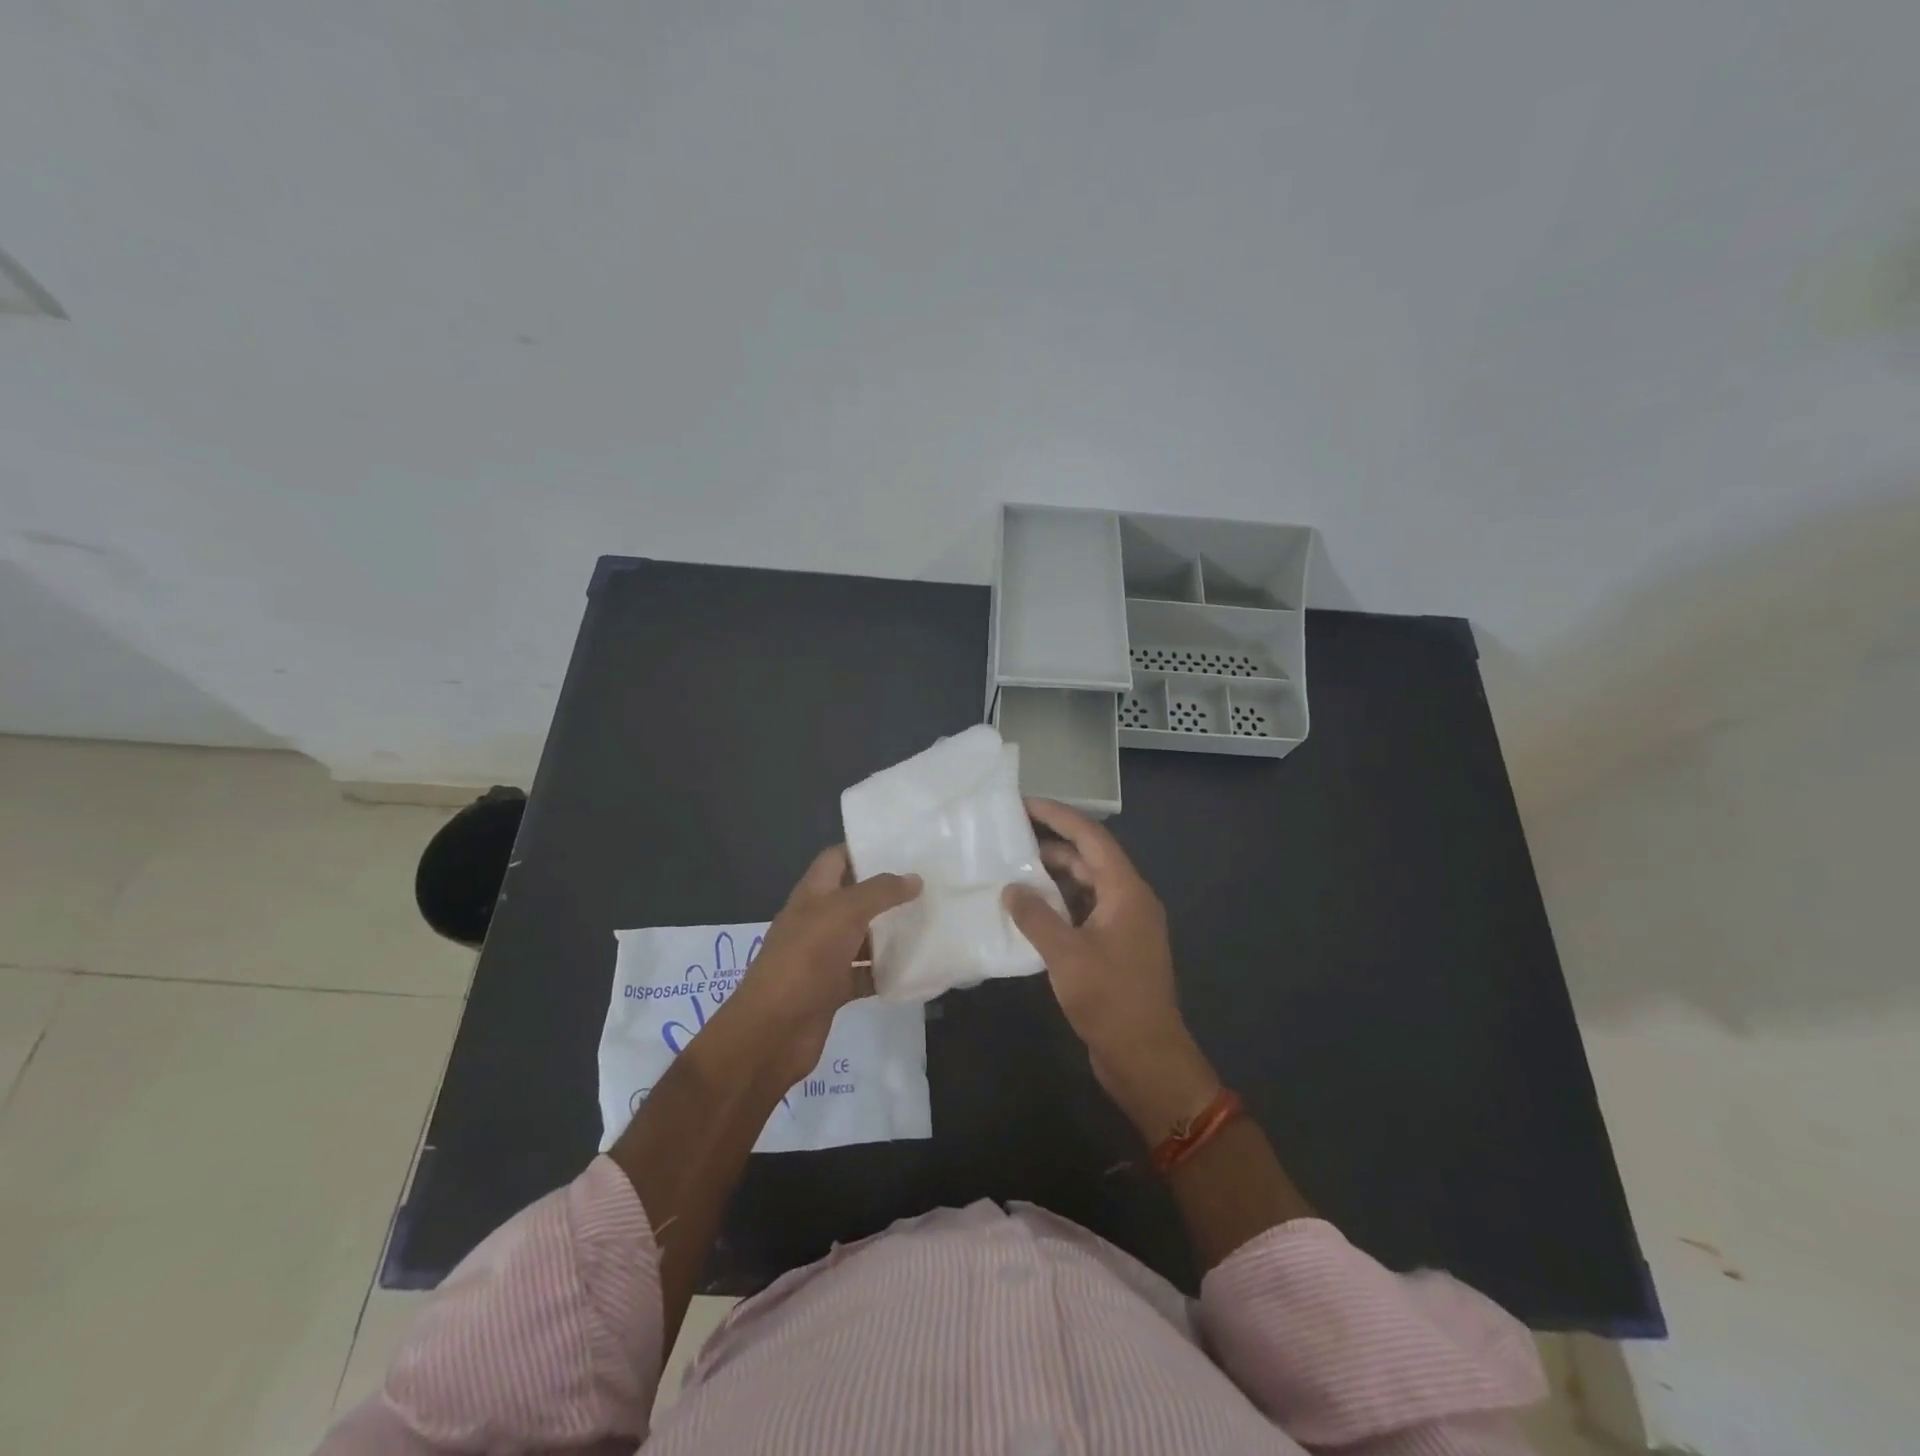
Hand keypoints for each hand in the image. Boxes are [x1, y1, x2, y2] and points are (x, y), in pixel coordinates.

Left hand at [724, 846, 920, 1086]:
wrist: (772, 1031)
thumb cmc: (805, 959)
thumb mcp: (844, 913)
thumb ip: (880, 892)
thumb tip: (914, 878)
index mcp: (812, 894)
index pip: (837, 859)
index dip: (864, 849)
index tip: (904, 847)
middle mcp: (816, 921)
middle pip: (853, 898)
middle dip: (886, 892)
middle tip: (928, 884)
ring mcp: (823, 957)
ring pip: (862, 937)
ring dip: (890, 932)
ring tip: (931, 920)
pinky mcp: (832, 990)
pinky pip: (864, 975)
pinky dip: (886, 972)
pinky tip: (915, 967)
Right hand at [1003, 799, 1218, 1140]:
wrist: (1146, 1057)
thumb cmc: (1110, 999)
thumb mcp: (1066, 955)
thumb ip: (1035, 916)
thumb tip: (1011, 888)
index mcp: (1126, 891)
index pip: (1091, 838)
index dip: (1058, 816)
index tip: (1025, 803)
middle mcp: (1129, 900)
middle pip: (1089, 859)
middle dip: (1051, 844)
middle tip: (1009, 836)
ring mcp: (1123, 925)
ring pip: (1085, 886)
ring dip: (1052, 877)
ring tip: (1012, 868)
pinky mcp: (1114, 948)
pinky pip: (1084, 912)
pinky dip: (1058, 905)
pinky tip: (1028, 909)